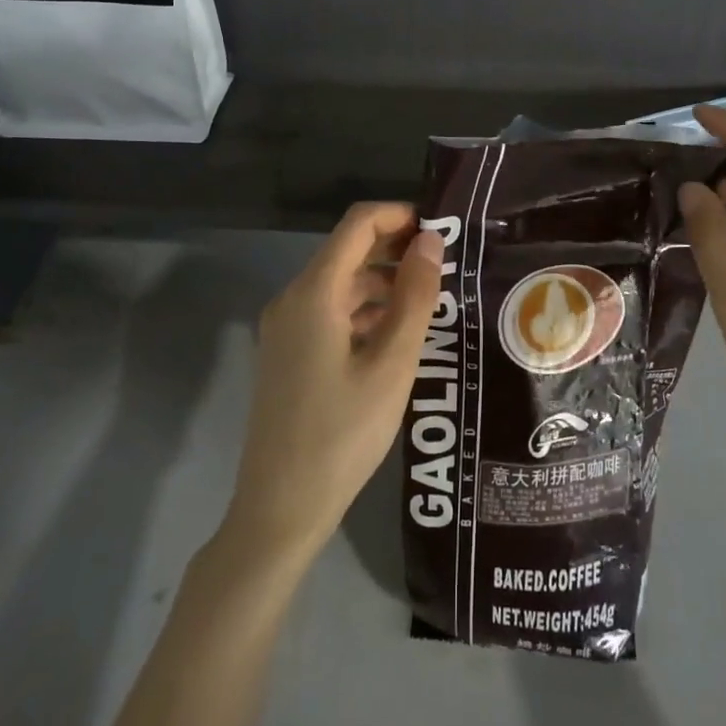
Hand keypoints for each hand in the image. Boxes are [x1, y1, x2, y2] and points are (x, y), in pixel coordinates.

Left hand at [223, 202, 443, 558]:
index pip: (358, 224)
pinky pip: (330, 312)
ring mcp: (285, 328)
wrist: (279, 510)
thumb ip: (414, 297)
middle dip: (396, 248)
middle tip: (446, 265)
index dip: (400, 215)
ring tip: (431, 299)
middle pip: (348, 250)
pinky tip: (397, 334)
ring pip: (340, 283)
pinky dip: (365, 310)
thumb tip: (431, 241)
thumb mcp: (392, 365)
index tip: (442, 228)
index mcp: (313, 292)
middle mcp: (292, 299)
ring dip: (383, 281)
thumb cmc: (342, 435)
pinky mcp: (288, 353)